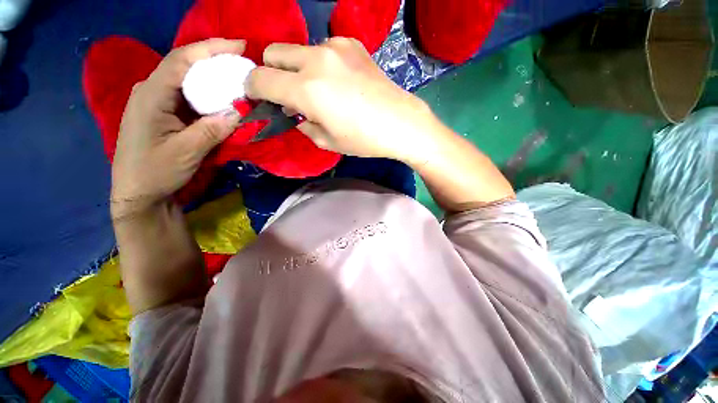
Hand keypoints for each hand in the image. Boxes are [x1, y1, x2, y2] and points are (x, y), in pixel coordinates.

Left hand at [111, 39, 244, 218]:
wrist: (139, 193)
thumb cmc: (156, 172)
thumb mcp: (187, 152)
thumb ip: (213, 129)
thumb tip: (240, 110)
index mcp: (150, 95)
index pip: (181, 60)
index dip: (210, 49)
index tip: (239, 46)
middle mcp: (151, 91)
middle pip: (184, 65)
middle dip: (214, 59)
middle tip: (243, 61)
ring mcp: (157, 102)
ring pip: (187, 80)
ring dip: (212, 76)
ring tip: (237, 77)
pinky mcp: (164, 113)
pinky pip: (188, 96)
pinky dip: (207, 93)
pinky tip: (222, 97)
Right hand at [244, 37, 436, 161]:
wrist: (401, 123)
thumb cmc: (364, 139)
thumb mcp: (327, 141)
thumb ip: (302, 124)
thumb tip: (294, 111)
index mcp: (307, 89)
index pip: (260, 79)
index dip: (254, 89)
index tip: (261, 98)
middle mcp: (316, 59)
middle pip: (273, 53)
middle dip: (273, 73)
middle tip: (290, 95)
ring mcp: (336, 47)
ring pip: (299, 50)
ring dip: (299, 68)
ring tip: (321, 91)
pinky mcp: (352, 44)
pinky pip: (323, 48)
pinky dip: (322, 64)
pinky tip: (340, 81)